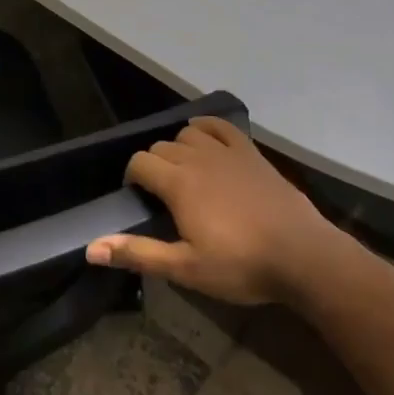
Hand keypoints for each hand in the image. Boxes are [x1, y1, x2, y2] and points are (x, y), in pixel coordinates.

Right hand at [87, 116, 339, 304]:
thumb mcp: (186, 268)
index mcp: (178, 183)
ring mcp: (227, 151)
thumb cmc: (241, 265)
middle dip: (154, 166)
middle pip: (161, 147)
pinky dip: (207, 128)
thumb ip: (138, 254)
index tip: (139, 199)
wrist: (302, 255)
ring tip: (185, 174)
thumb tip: (91, 249)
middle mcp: (198, 158)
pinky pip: (221, 126)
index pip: (140, 163)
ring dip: (179, 148)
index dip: (133, 178)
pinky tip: (207, 143)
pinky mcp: (251, 152)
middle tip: (162, 196)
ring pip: (188, 135)